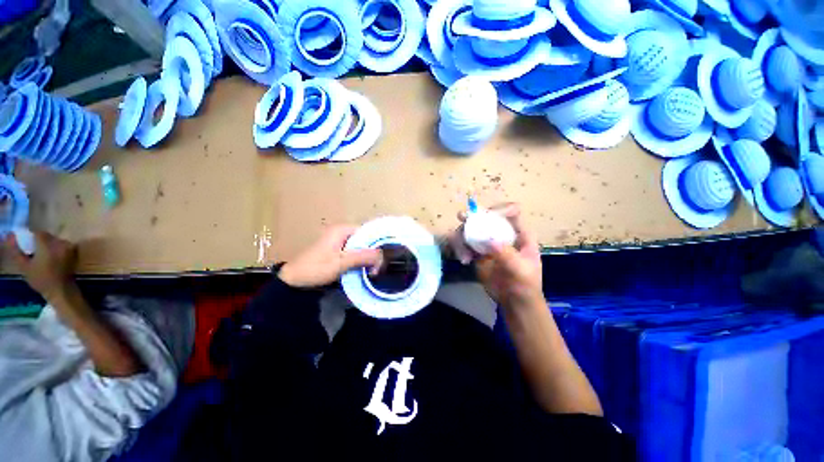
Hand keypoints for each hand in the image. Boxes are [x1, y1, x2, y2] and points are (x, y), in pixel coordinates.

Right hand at [3, 231, 77, 301]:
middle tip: (36, 253)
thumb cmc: (41, 279)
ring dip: (49, 245)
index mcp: (47, 245)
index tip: (28, 246)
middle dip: (41, 242)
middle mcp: (60, 243)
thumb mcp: (24, 266)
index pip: (38, 233)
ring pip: (55, 240)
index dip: (32, 238)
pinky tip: (53, 258)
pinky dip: (58, 248)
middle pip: (48, 236)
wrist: (60, 289)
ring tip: (44, 257)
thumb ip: (16, 250)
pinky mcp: (75, 251)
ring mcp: (69, 247)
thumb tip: (9, 235)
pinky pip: (64, 245)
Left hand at [278, 225, 381, 287]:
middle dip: (372, 253)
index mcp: (342, 230)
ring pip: (360, 246)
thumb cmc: (316, 268)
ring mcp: (339, 240)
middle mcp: (342, 232)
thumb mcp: (341, 263)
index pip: (367, 231)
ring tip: (372, 271)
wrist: (294, 279)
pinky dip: (360, 259)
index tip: (382, 258)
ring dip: (367, 258)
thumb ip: (362, 257)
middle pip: (365, 239)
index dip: (377, 243)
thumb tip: (382, 255)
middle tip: (376, 268)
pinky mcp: (337, 249)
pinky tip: (363, 269)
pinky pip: (354, 251)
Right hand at [454, 203, 543, 309]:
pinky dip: (460, 248)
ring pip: (471, 230)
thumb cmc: (525, 284)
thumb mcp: (521, 270)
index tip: (486, 216)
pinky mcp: (477, 252)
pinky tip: (463, 260)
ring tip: (463, 255)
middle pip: (486, 218)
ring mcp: (488, 243)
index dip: (499, 209)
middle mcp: (502, 234)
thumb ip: (507, 255)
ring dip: (463, 237)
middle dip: (473, 217)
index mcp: (518, 234)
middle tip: (461, 217)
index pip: (511, 212)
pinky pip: (464, 244)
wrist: (514, 302)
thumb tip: (490, 241)